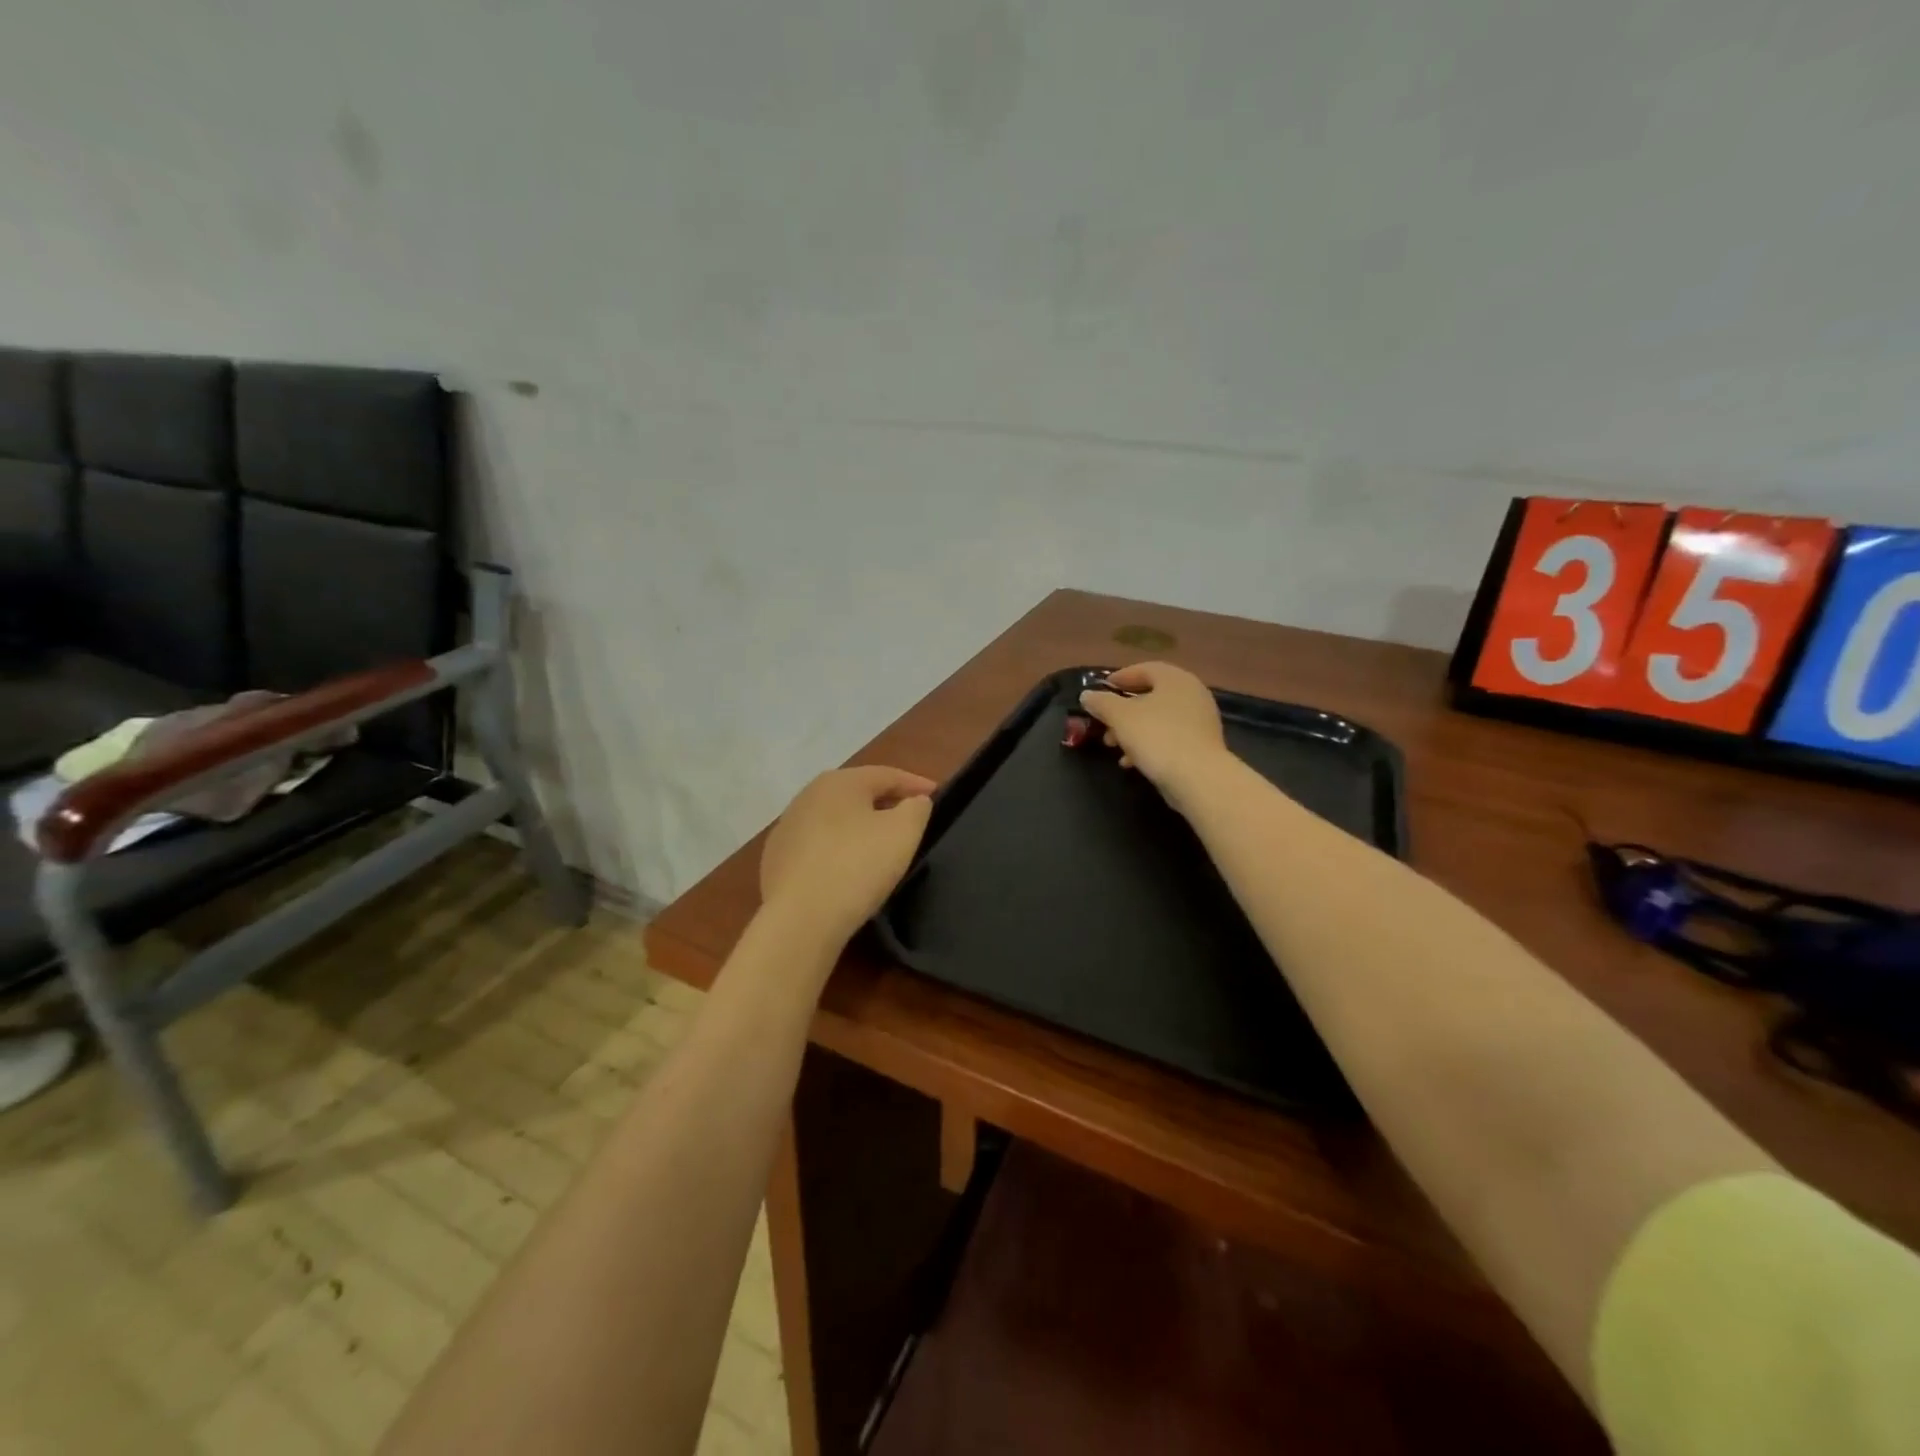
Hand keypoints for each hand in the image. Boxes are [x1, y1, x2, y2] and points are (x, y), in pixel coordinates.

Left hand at [759, 765, 936, 945]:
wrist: (799, 919)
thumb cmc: (857, 866)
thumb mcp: (903, 833)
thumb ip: (916, 808)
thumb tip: (914, 801)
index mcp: (840, 782)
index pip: (887, 775)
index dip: (916, 784)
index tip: (937, 796)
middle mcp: (808, 795)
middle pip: (857, 793)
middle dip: (886, 802)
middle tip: (910, 817)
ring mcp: (787, 827)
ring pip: (835, 819)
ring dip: (859, 826)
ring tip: (880, 844)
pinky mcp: (776, 858)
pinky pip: (818, 846)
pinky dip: (838, 849)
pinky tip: (847, 868)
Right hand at [1080, 662, 1229, 812]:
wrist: (1198, 778)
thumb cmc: (1157, 737)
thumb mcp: (1120, 717)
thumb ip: (1101, 702)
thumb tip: (1087, 695)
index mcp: (1175, 679)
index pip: (1143, 669)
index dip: (1119, 678)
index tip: (1100, 691)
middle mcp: (1192, 693)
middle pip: (1150, 696)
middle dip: (1122, 712)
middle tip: (1104, 725)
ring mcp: (1200, 720)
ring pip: (1158, 719)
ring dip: (1132, 730)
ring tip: (1113, 747)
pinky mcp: (1201, 744)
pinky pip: (1169, 737)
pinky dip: (1149, 744)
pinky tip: (1132, 762)